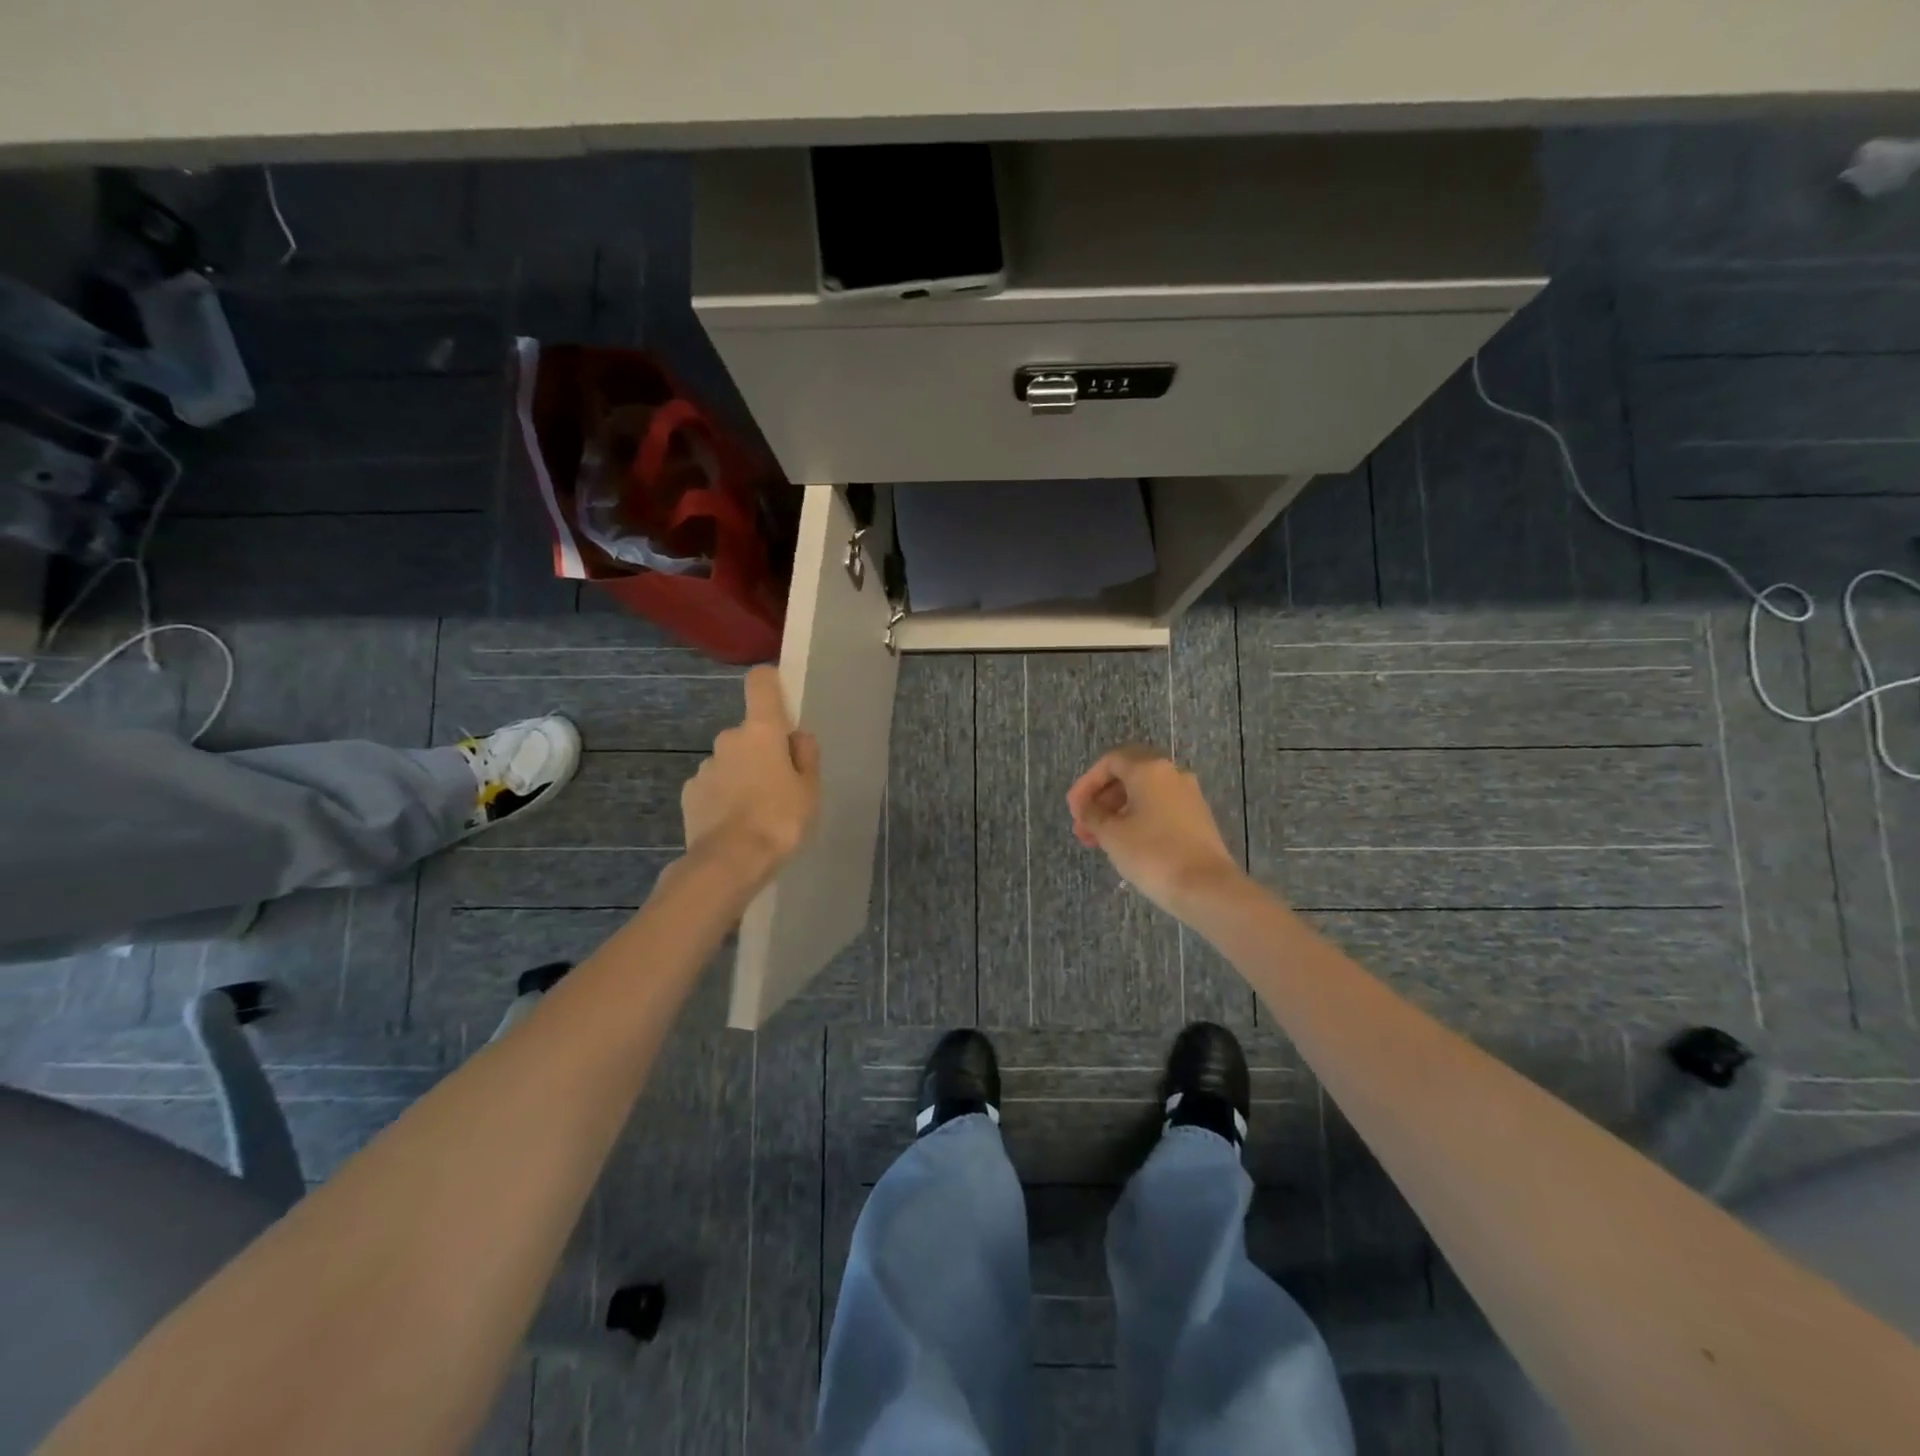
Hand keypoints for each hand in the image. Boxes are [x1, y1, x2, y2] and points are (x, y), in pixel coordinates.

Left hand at [681, 665, 820, 885]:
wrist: (729, 862)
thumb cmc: (780, 820)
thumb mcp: (810, 790)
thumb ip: (806, 757)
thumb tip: (796, 737)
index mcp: (762, 731)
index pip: (760, 683)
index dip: (770, 684)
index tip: (781, 701)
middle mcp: (729, 739)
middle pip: (749, 732)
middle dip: (763, 751)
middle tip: (781, 785)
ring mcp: (705, 766)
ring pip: (731, 761)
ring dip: (743, 775)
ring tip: (757, 812)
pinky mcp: (689, 793)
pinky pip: (714, 785)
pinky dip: (724, 797)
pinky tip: (735, 825)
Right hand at [1066, 745, 1245, 918]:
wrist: (1206, 887)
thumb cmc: (1152, 853)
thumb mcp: (1111, 833)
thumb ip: (1092, 814)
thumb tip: (1087, 807)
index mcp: (1149, 769)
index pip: (1110, 762)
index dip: (1086, 784)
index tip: (1074, 811)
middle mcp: (1172, 774)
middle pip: (1128, 776)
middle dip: (1100, 801)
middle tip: (1083, 828)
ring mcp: (1189, 796)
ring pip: (1144, 795)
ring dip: (1117, 813)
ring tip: (1099, 841)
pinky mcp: (1198, 819)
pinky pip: (1160, 810)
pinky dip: (1137, 820)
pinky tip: (1125, 845)